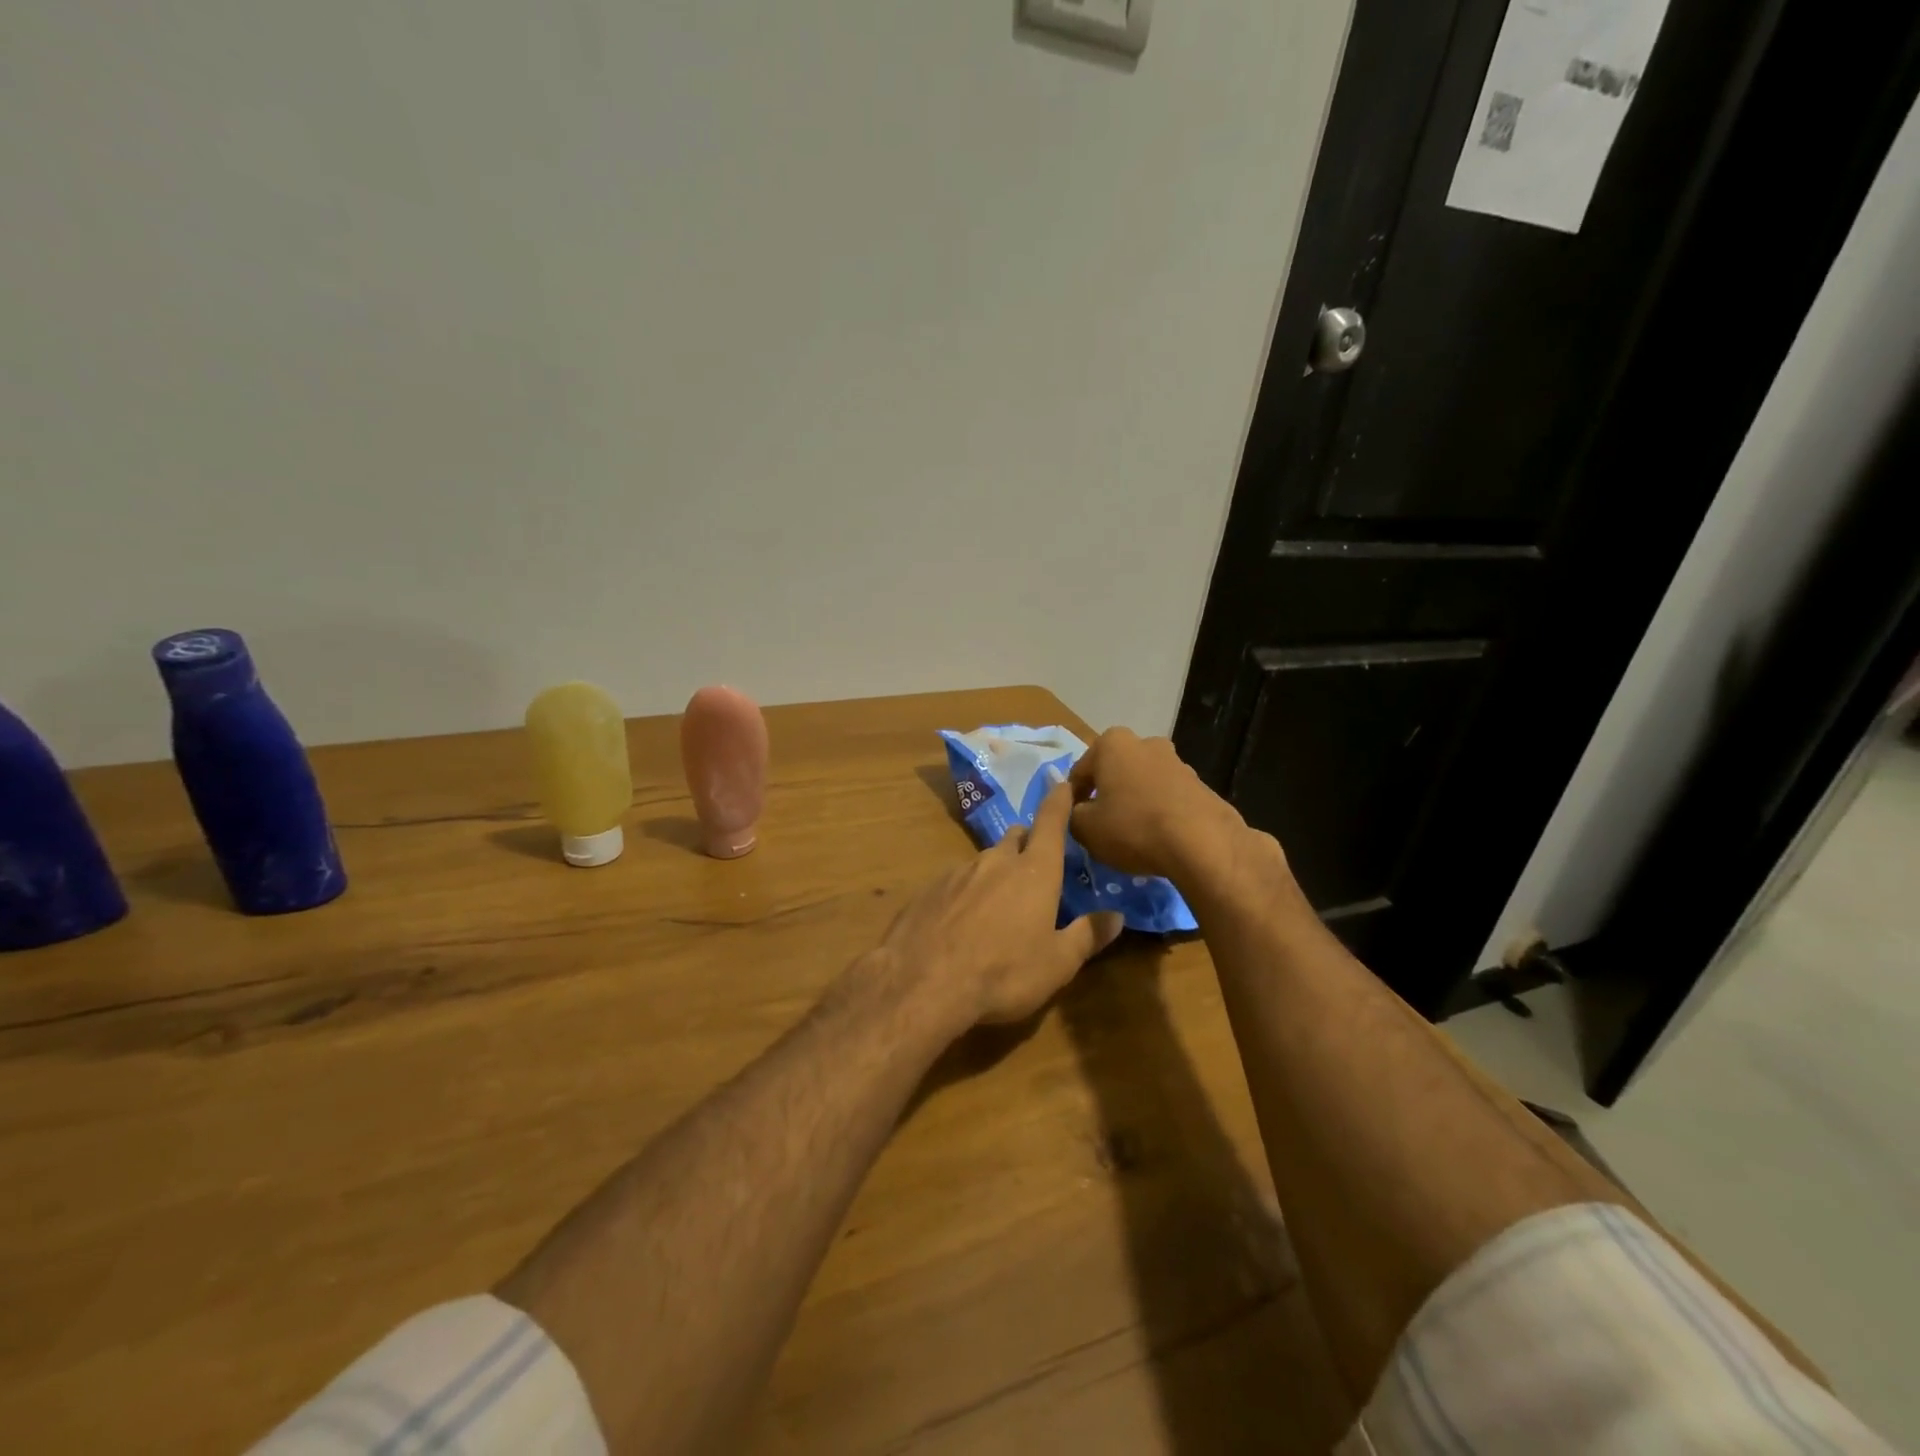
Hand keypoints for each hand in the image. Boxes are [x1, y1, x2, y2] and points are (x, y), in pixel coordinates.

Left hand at [879, 781, 1123, 1025]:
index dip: (1059, 801)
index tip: (1061, 784)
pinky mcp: (929, 889)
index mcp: (1035, 872)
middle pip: (1016, 838)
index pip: (1051, 823)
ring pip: (985, 861)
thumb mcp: (1057, 964)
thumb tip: (1116, 916)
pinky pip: (956, 882)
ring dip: (996, 873)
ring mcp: (958, 872)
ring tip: (997, 906)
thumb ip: (1087, 936)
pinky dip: (966, 893)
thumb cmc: (1003, 973)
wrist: (922, 983)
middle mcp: (996, 861)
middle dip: (1028, 844)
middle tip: (1035, 868)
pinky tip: (961, 923)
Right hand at [1067, 727, 1263, 888]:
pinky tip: (1158, 838)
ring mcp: (1176, 761)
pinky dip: (1159, 812)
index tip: (1075, 823)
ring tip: (1132, 836)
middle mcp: (1145, 743)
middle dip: (1107, 795)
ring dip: (1134, 802)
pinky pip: (1167, 798)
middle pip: (1114, 772)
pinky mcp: (1200, 784)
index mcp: (1111, 744)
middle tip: (1102, 827)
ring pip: (1142, 783)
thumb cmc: (1133, 827)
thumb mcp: (1085, 828)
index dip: (1072, 800)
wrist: (1202, 843)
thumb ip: (1071, 815)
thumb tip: (1079, 812)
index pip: (1079, 772)